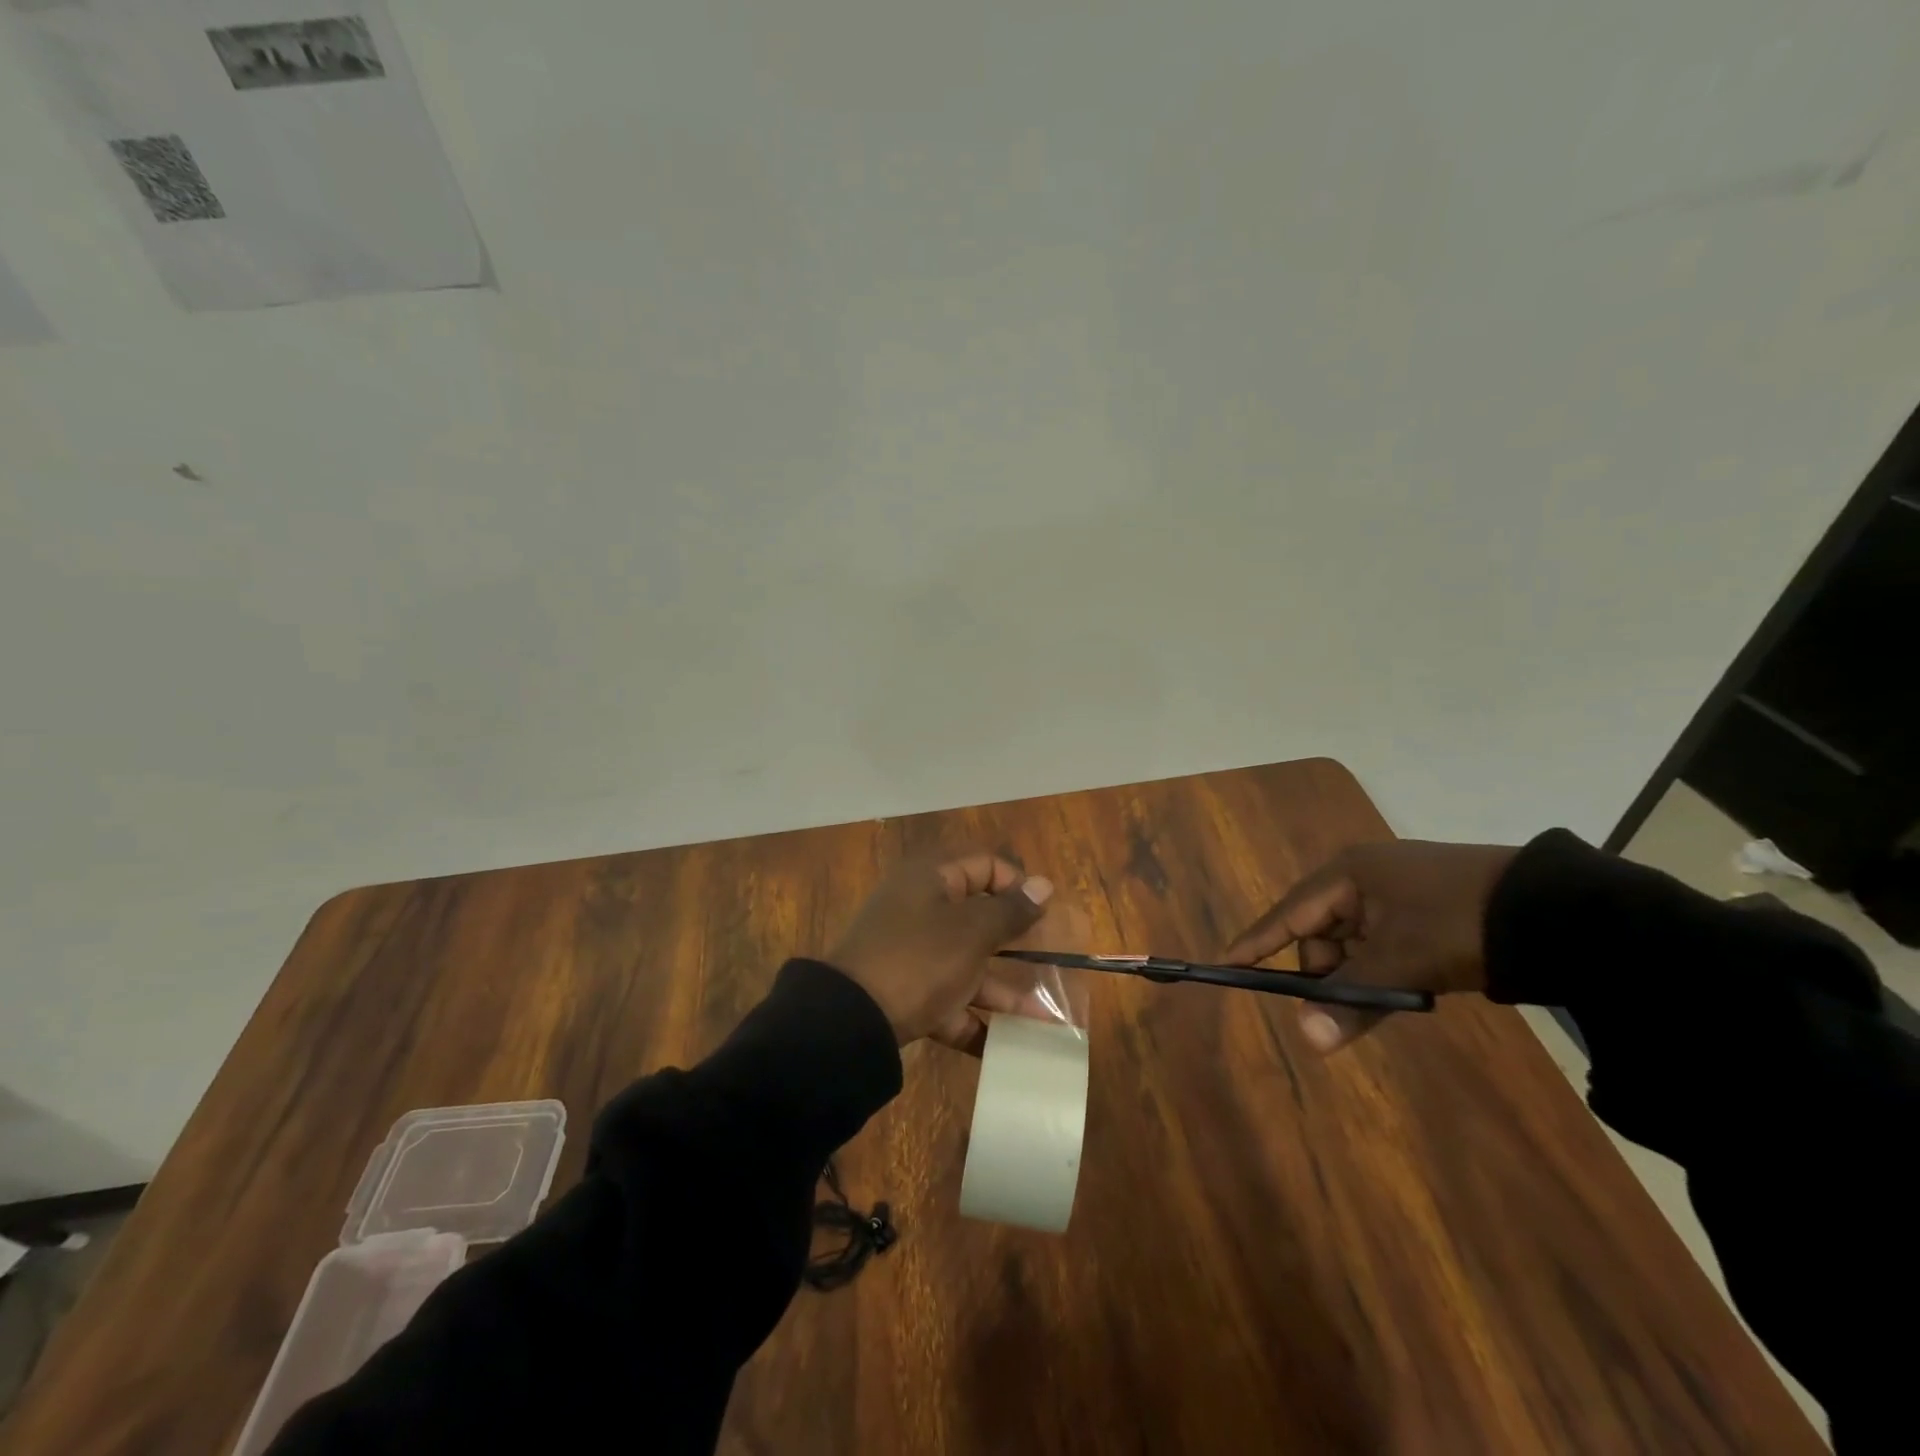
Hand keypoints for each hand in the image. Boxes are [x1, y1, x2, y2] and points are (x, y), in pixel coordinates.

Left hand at [828, 852, 1054, 1050]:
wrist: (851, 1021)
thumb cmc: (920, 960)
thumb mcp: (972, 931)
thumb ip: (1010, 910)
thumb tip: (1044, 885)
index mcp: (931, 879)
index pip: (985, 865)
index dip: (1018, 886)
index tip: (1045, 916)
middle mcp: (920, 908)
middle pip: (979, 918)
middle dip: (1018, 945)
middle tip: (1054, 963)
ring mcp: (911, 953)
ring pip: (967, 964)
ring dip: (1005, 991)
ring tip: (1046, 1020)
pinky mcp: (905, 992)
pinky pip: (948, 1001)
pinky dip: (974, 1020)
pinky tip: (1007, 1047)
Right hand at [1223, 840, 1518, 1052]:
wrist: (1559, 912)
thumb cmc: (1460, 923)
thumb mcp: (1402, 962)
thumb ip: (1352, 998)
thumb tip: (1309, 1041)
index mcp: (1349, 872)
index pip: (1288, 912)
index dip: (1258, 941)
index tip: (1226, 963)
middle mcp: (1365, 876)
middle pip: (1322, 931)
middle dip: (1328, 970)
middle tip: (1346, 1004)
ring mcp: (1397, 891)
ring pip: (1355, 941)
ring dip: (1362, 973)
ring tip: (1394, 994)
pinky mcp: (1426, 909)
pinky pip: (1384, 943)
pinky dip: (1386, 968)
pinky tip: (1408, 986)